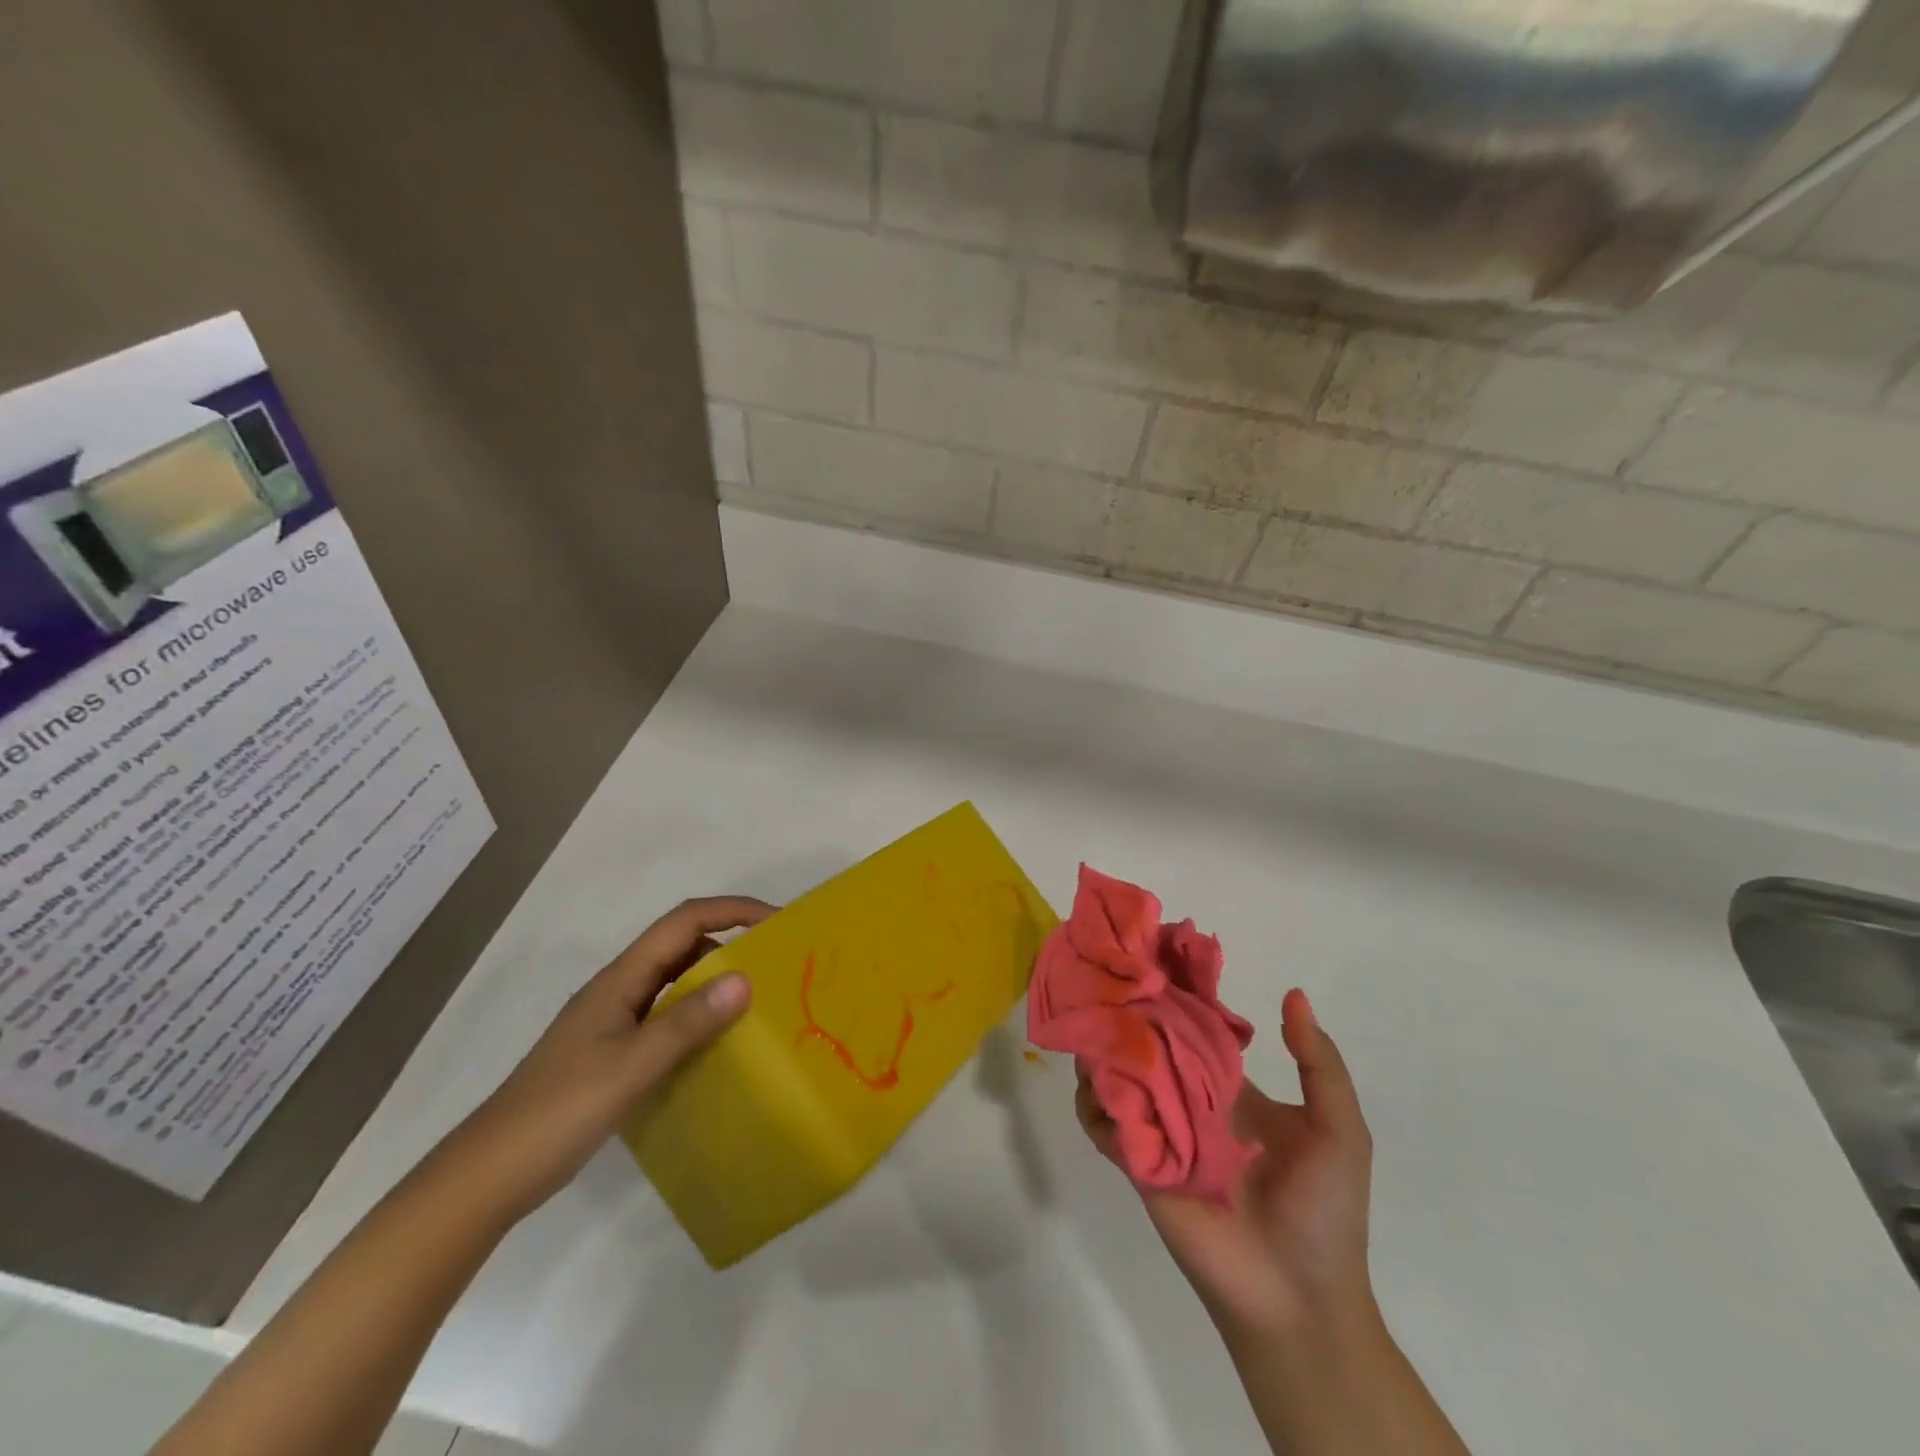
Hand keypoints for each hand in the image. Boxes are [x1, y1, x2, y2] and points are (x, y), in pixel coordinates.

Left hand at [448, 896, 772, 1221]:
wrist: (489, 1175)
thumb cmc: (559, 1111)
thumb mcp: (631, 1065)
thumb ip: (687, 1023)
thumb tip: (746, 979)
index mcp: (621, 979)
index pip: (684, 921)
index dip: (732, 910)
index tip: (777, 921)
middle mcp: (620, 989)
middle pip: (682, 945)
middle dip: (731, 941)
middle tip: (777, 963)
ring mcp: (615, 1022)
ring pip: (676, 982)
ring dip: (716, 980)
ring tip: (760, 1001)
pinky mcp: (615, 1052)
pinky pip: (668, 1017)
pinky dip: (699, 1017)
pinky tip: (720, 1044)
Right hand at [1076, 988, 1373, 1339]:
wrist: (1299, 1299)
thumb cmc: (1324, 1210)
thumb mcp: (1340, 1130)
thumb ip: (1319, 1063)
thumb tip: (1293, 993)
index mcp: (1230, 1084)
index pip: (1193, 1023)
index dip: (1174, 991)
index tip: (1152, 954)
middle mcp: (1188, 1097)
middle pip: (1147, 1042)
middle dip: (1126, 1012)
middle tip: (1106, 982)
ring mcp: (1160, 1128)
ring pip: (1116, 1075)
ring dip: (1102, 1051)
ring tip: (1096, 1027)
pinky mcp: (1137, 1161)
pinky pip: (1103, 1123)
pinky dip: (1092, 1102)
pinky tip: (1097, 1084)